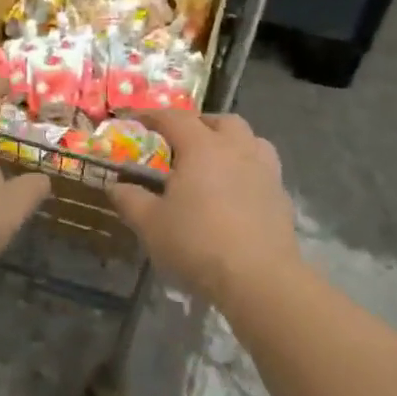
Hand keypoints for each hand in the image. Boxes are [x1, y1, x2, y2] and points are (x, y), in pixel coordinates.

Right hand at [111, 112, 299, 305]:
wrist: (259, 279)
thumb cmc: (198, 244)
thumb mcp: (151, 225)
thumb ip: (130, 200)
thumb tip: (115, 186)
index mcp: (202, 147)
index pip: (174, 118)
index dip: (152, 115)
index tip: (136, 120)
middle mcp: (237, 149)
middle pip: (220, 121)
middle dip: (199, 124)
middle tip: (182, 142)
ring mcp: (265, 171)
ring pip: (251, 140)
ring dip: (232, 142)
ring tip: (215, 162)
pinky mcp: (281, 196)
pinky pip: (264, 169)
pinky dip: (248, 170)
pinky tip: (237, 193)